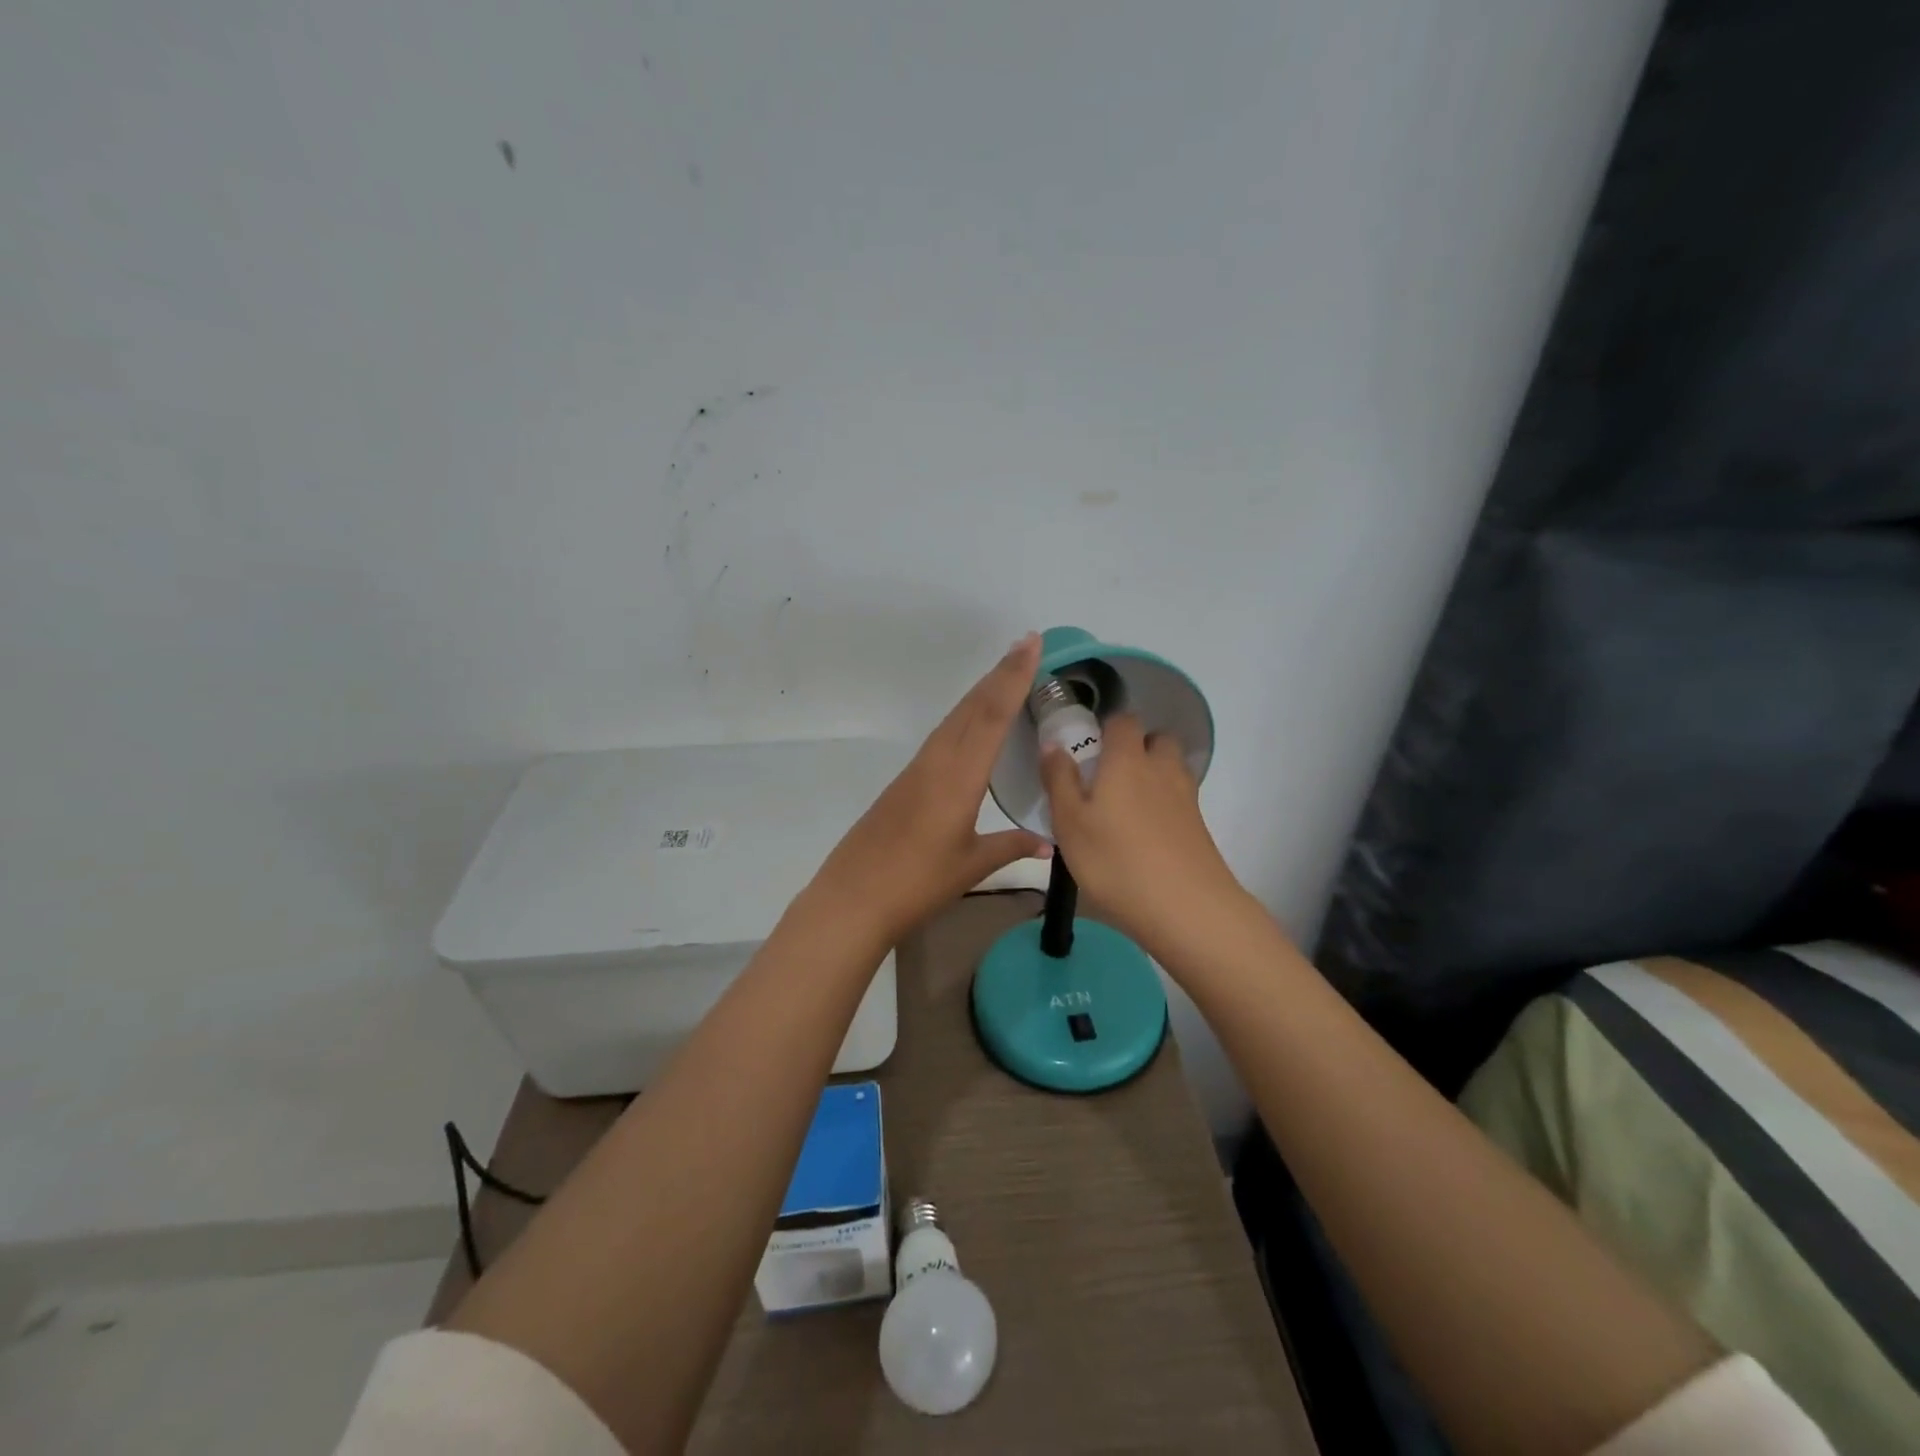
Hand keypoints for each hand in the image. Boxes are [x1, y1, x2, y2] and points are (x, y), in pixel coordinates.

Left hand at [809, 634, 1050, 943]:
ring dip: (981, 691)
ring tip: (1006, 672)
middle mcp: (936, 762)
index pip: (991, 716)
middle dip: (1000, 673)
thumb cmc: (917, 884)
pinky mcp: (904, 781)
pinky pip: (942, 736)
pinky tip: (973, 722)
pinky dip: (964, 717)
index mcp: (958, 777)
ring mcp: (917, 769)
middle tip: (1026, 644)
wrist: (852, 898)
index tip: (1031, 644)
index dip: (1013, 677)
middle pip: (972, 707)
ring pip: (954, 718)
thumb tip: (1049, 842)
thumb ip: (1011, 847)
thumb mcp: (971, 866)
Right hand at [1038, 714, 1244, 951]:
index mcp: (1127, 760)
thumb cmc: (1115, 861)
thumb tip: (1053, 744)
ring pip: (1171, 769)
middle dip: (1137, 747)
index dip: (1106, 727)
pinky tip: (1144, 836)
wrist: (1185, 908)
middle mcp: (1161, 769)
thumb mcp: (1069, 823)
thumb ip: (1059, 779)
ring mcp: (1186, 798)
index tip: (1088, 748)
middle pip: (1157, 740)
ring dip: (1153, 775)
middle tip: (1109, 776)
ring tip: (1125, 807)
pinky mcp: (1199, 827)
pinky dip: (1164, 806)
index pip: (1123, 721)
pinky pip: (1180, 800)